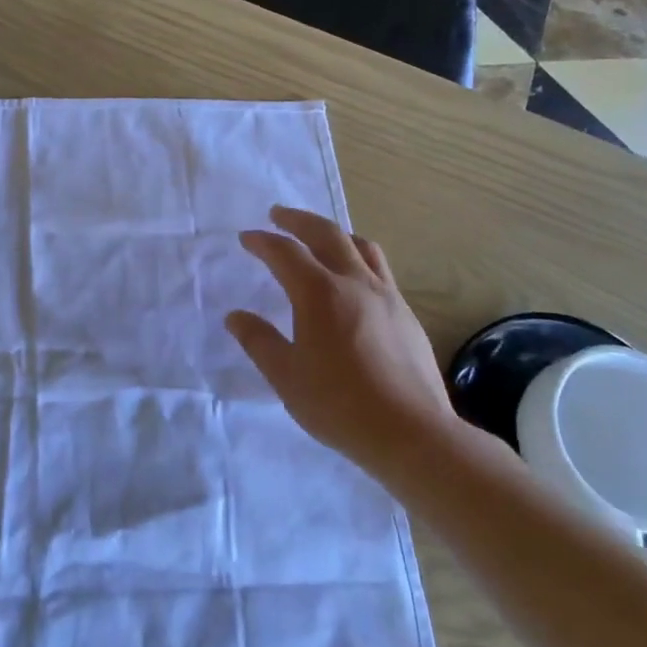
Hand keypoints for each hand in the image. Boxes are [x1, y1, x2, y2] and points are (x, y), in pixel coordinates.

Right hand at [227, 206, 459, 476]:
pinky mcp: (406, 314)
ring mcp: (387, 296)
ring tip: (320, 237)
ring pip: (361, 247)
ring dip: (335, 233)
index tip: (247, 238)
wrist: (411, 432)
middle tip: (279, 215)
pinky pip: (380, 270)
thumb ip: (259, 341)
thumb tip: (235, 316)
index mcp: (319, 293)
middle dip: (298, 220)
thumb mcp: (285, 375)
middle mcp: (355, 283)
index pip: (285, 253)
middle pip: (326, 234)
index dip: (263, 242)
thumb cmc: (338, 404)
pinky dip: (358, 258)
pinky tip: (353, 280)